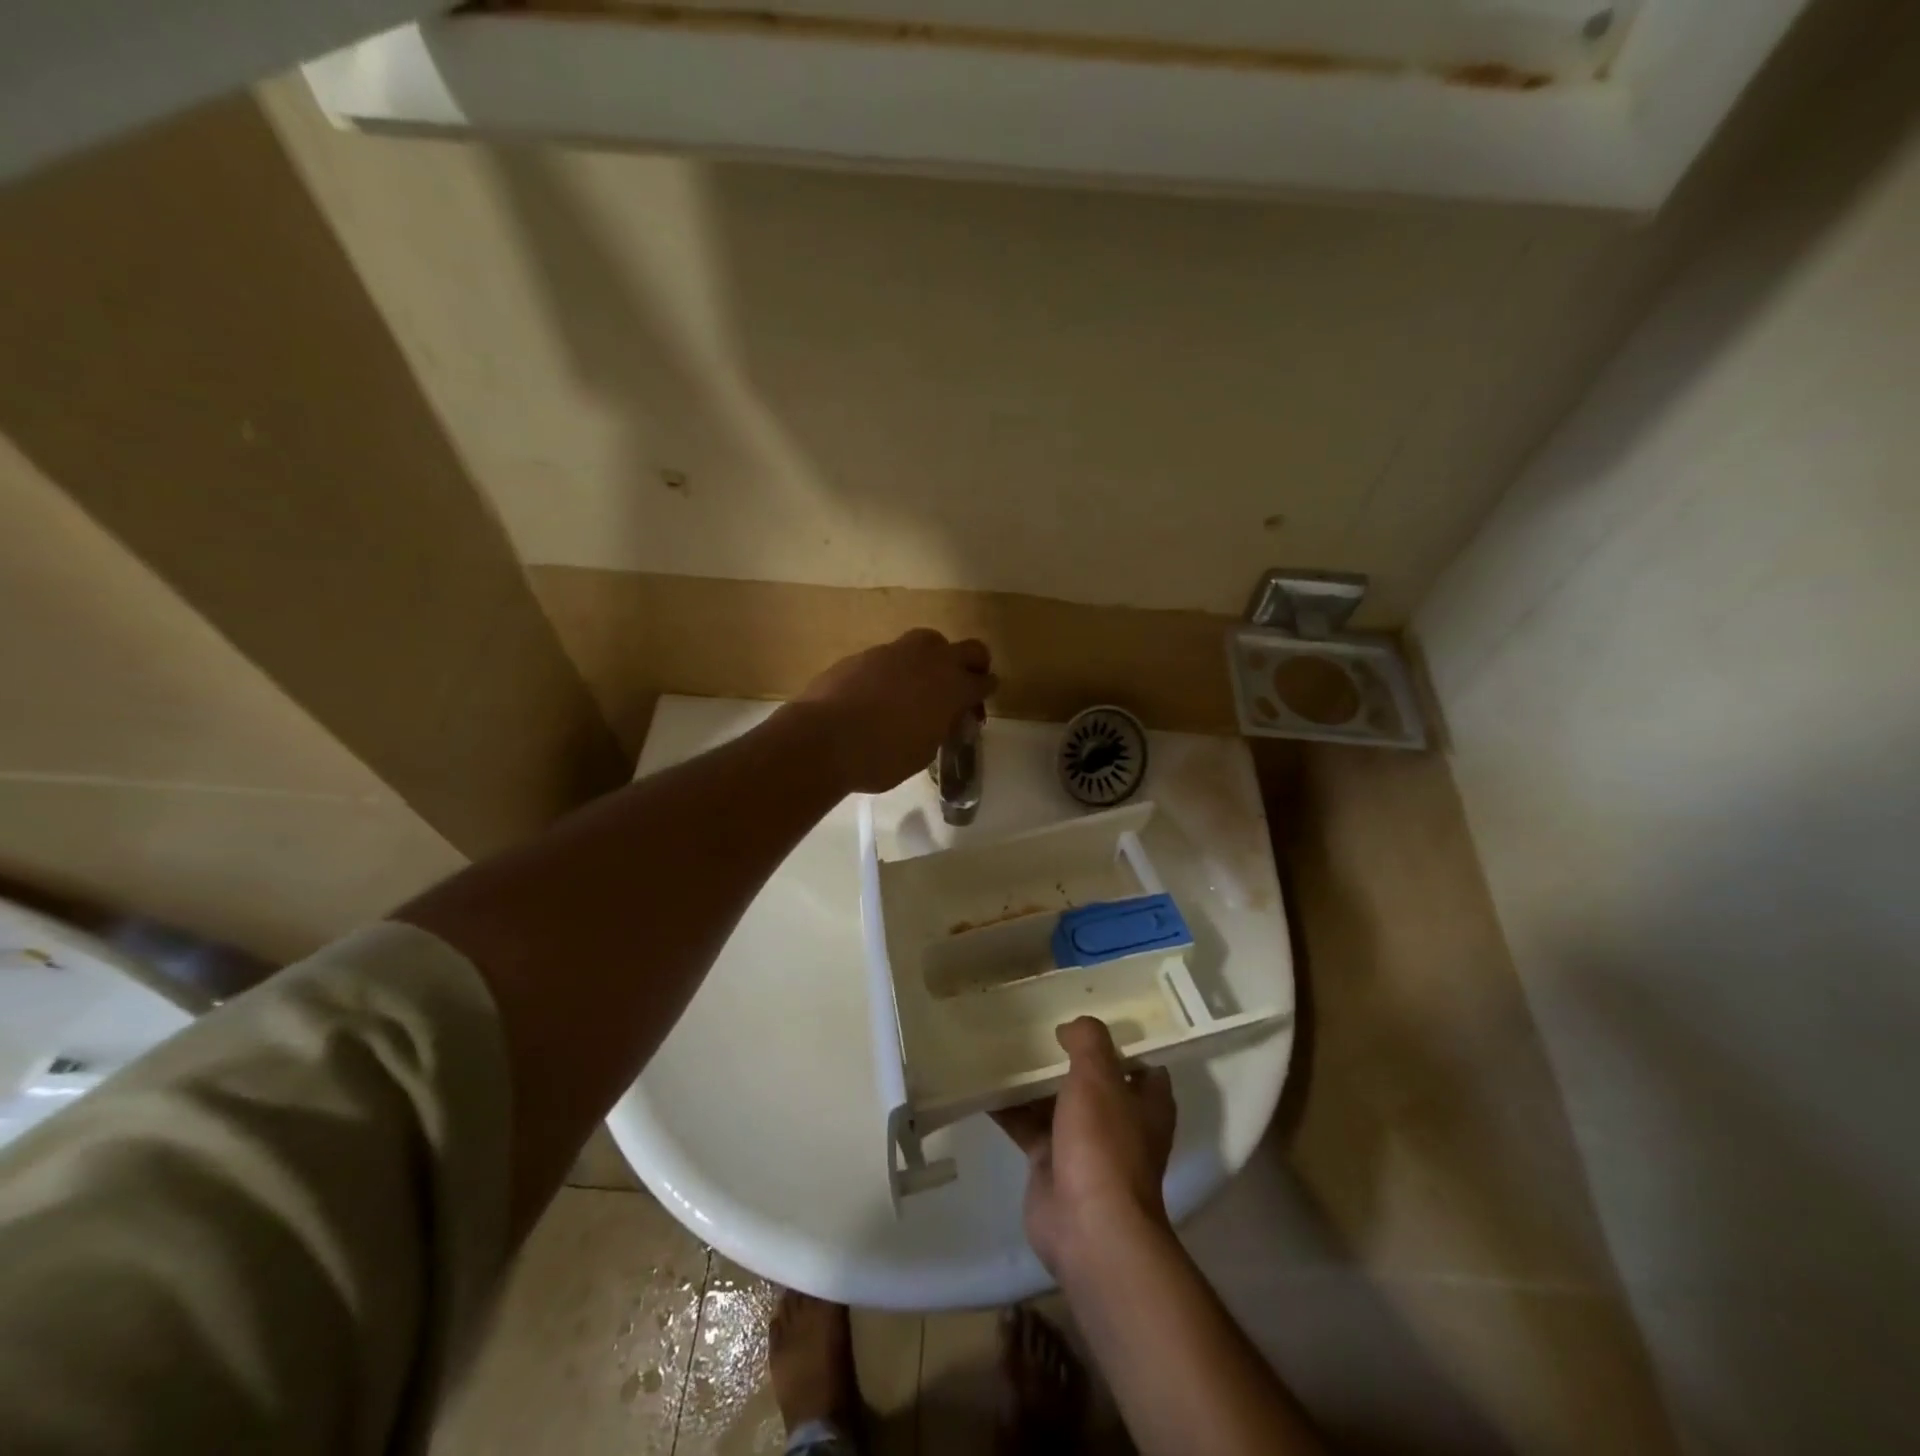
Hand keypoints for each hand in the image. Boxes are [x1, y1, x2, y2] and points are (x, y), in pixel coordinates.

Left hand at [792, 629, 994, 792]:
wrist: (824, 739)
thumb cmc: (881, 757)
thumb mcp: (924, 751)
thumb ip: (941, 727)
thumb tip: (942, 718)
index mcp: (953, 688)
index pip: (984, 682)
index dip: (985, 693)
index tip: (979, 704)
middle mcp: (931, 661)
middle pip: (969, 649)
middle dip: (973, 665)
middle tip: (964, 684)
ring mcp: (896, 651)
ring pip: (929, 642)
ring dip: (934, 659)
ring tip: (922, 683)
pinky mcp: (866, 653)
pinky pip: (893, 654)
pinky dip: (898, 668)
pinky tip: (884, 691)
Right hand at [992, 1017, 1177, 1278]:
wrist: (1087, 1229)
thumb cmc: (1104, 1144)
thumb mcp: (1099, 1076)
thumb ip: (1088, 1041)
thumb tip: (1071, 1028)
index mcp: (1147, 1103)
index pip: (1140, 1064)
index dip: (1119, 1041)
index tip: (1088, 1017)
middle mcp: (1119, 1123)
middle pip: (1092, 1080)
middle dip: (1066, 1056)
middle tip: (1035, 1025)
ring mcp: (1084, 1146)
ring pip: (1056, 1102)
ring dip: (1033, 1081)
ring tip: (1003, 1045)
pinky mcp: (1051, 1165)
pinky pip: (1028, 1127)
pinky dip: (1009, 1109)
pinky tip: (984, 1084)